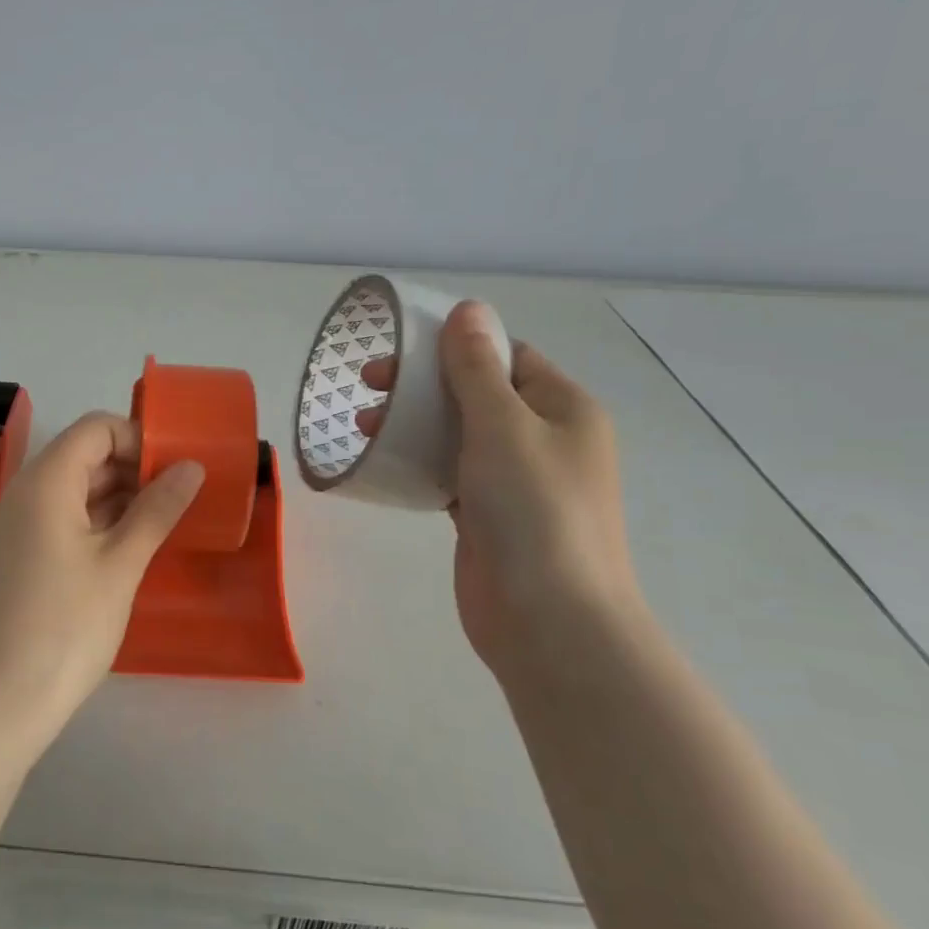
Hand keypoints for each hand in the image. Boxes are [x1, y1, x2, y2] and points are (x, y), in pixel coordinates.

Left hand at [0, 412, 204, 751]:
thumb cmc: (65, 626)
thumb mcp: (121, 565)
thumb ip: (156, 509)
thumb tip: (190, 467)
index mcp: (45, 481)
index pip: (95, 429)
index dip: (138, 438)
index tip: (177, 468)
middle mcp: (23, 493)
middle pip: (82, 456)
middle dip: (132, 468)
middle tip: (179, 497)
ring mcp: (15, 527)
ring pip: (72, 490)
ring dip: (117, 497)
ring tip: (163, 521)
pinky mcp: (16, 557)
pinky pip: (59, 519)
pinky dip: (95, 522)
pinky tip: (128, 547)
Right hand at [358, 301, 639, 670]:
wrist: (549, 619)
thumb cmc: (532, 509)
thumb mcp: (502, 425)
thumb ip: (477, 368)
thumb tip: (469, 309)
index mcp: (564, 408)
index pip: (507, 356)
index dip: (454, 346)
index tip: (400, 353)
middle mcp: (546, 439)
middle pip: (478, 393)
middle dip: (423, 385)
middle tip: (369, 386)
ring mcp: (518, 481)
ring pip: (460, 434)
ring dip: (415, 423)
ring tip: (364, 426)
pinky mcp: (489, 516)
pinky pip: (451, 473)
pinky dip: (421, 462)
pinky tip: (385, 463)